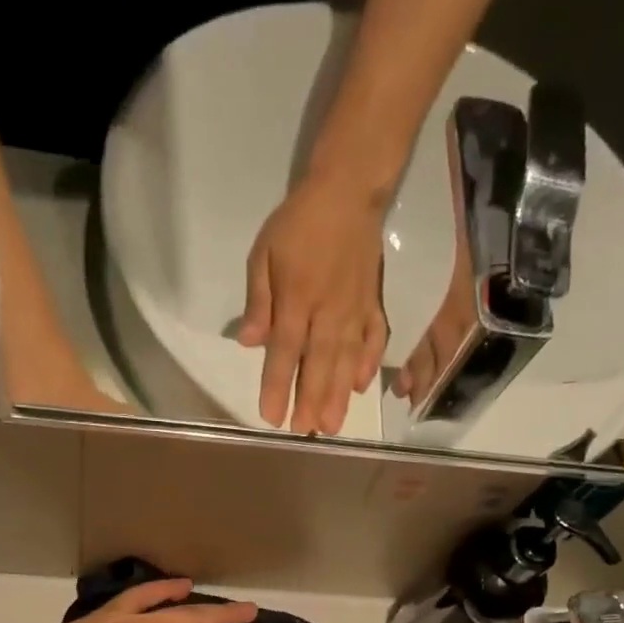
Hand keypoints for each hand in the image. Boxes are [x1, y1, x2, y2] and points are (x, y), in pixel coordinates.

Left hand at [236, 171, 388, 435]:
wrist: (348, 191)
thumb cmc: (298, 224)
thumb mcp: (264, 254)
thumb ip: (259, 301)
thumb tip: (249, 343)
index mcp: (297, 300)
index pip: (285, 352)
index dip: (278, 386)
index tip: (272, 417)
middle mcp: (328, 312)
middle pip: (319, 364)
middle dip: (312, 400)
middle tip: (307, 432)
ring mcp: (355, 310)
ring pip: (347, 360)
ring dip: (340, 395)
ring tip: (334, 425)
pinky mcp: (373, 304)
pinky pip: (375, 339)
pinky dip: (370, 363)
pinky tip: (362, 385)